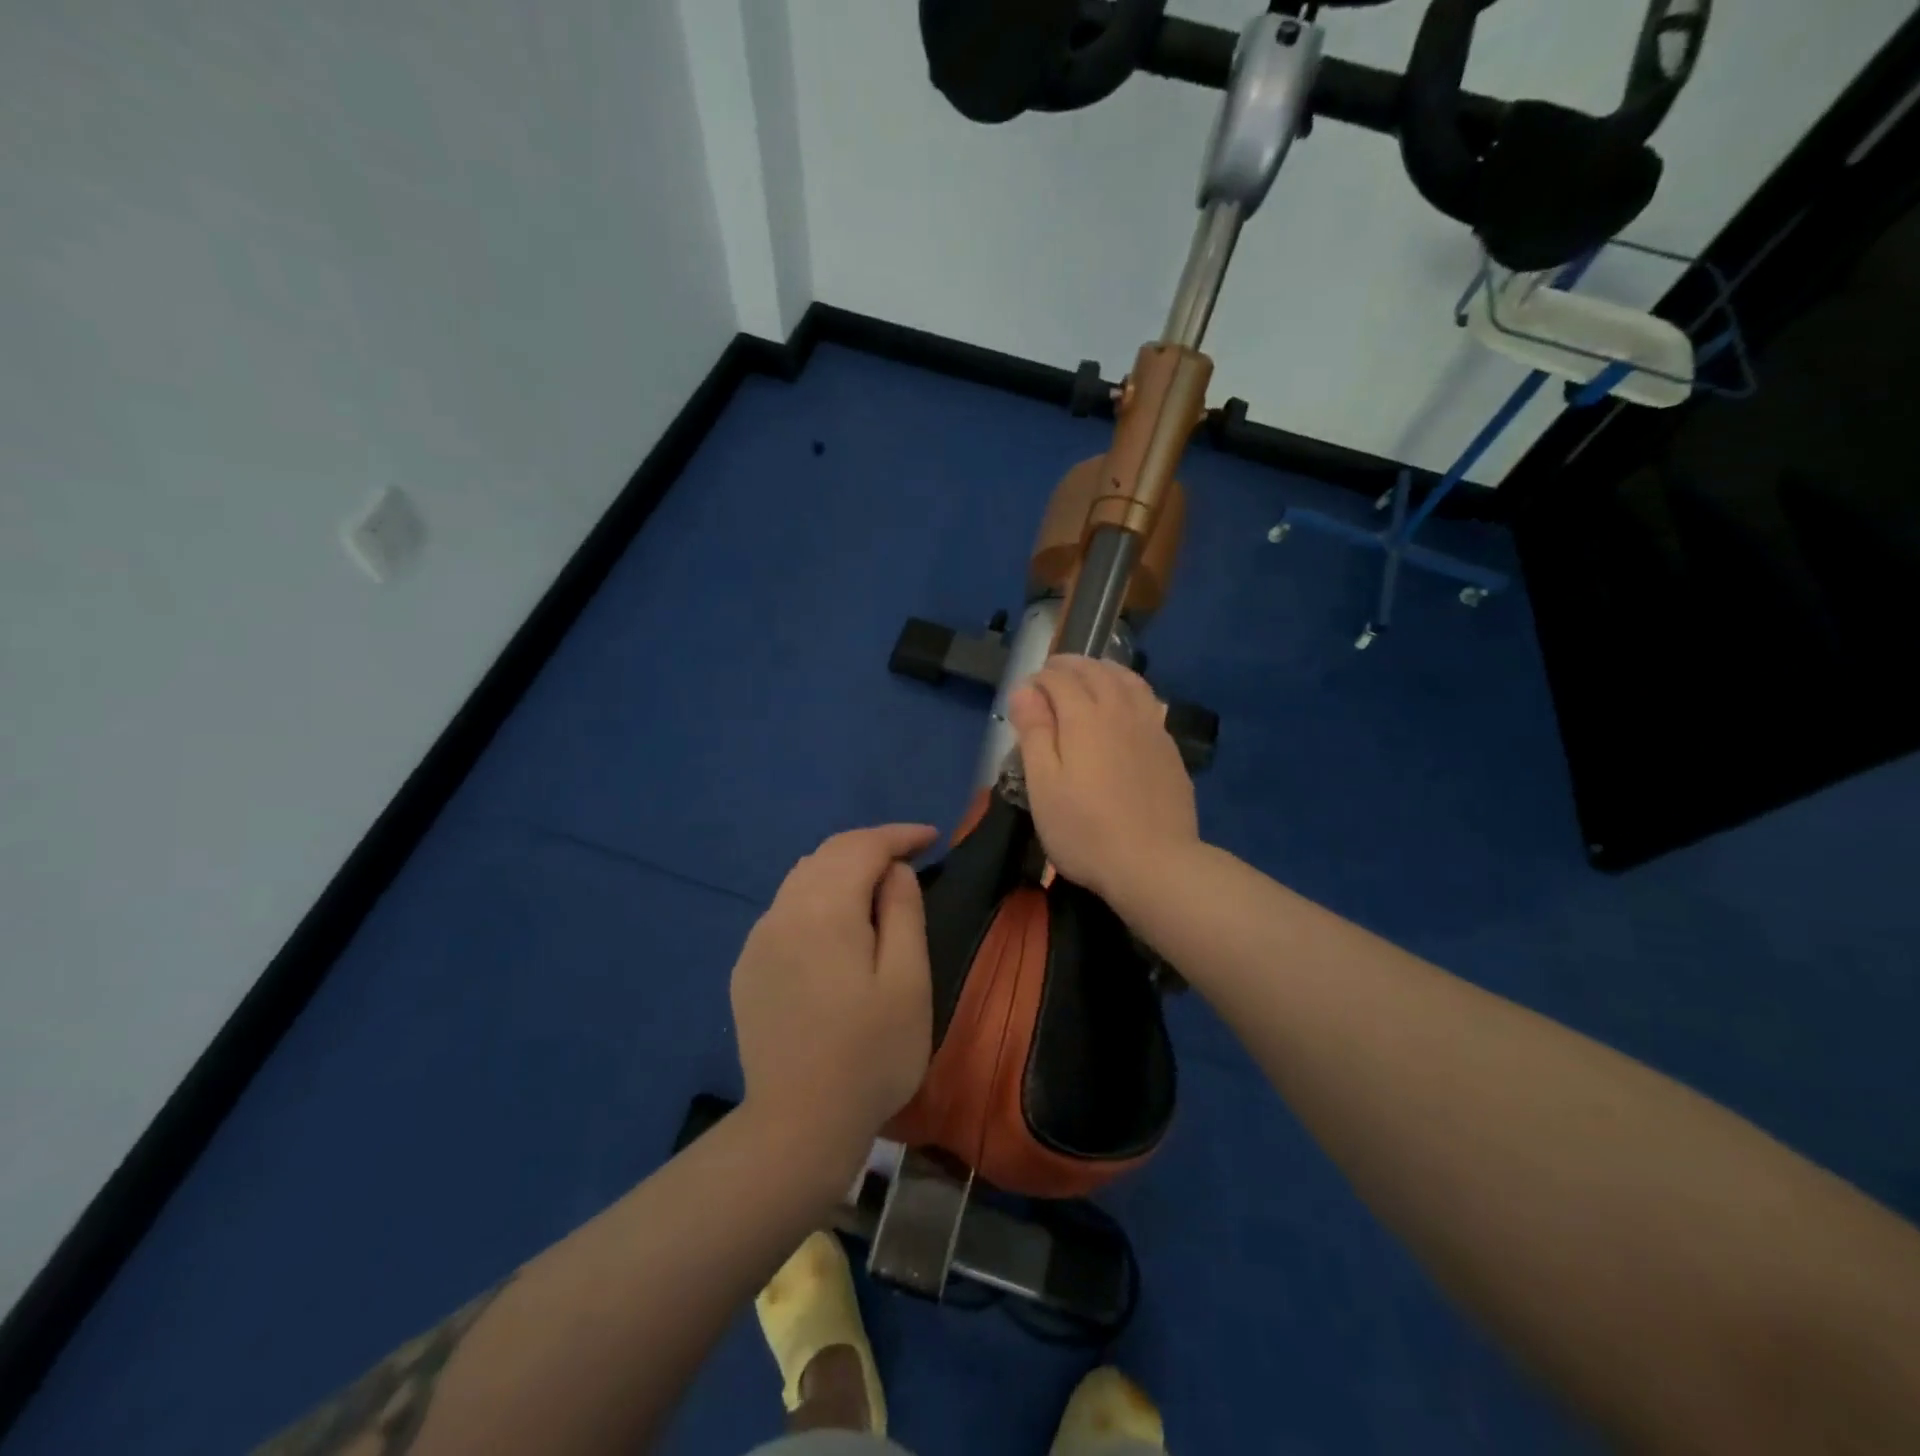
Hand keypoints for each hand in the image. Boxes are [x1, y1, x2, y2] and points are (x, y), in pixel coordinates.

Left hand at [731, 824, 938, 1165]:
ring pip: (802, 878)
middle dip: (870, 847)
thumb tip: (894, 870)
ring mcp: (758, 940)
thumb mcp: (908, 981)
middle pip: (828, 854)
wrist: (797, 1126)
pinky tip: (834, 926)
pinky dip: (816, 898)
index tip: (932, 838)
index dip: (899, 835)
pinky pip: (785, 910)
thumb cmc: (871, 1055)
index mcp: (824, 910)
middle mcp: (783, 912)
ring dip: (841, 869)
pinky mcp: (747, 968)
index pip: (862, 846)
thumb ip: (903, 912)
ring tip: (876, 886)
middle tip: (909, 858)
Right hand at [1008, 655, 1199, 907]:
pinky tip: (1125, 706)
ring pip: (1128, 680)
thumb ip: (1034, 733)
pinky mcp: (1169, 748)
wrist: (1154, 864)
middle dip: (1070, 666)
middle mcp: (1120, 711)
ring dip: (1104, 670)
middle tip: (1052, 673)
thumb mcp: (1043, 786)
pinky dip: (1129, 690)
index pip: (1059, 679)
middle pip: (1096, 671)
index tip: (1025, 692)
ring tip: (1090, 676)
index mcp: (1084, 717)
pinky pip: (1148, 701)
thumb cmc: (1085, 830)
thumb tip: (1024, 690)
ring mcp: (1151, 727)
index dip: (1039, 679)